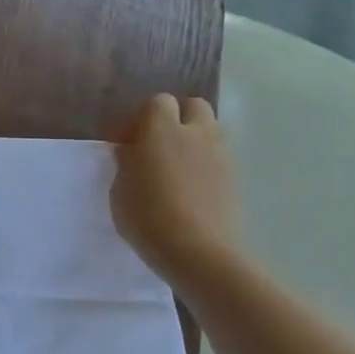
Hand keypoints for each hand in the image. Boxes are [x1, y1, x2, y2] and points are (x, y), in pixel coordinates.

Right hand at [110, 94, 240, 287]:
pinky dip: (204, 162)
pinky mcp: (234, 178)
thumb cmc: (147, 217)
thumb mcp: (120, 188)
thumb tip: (132, 150)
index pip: (158, 102)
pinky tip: (189, 187)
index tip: (129, 142)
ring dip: (193, 138)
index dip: (143, 118)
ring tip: (174, 166)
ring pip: (210, 130)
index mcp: (162, 130)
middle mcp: (196, 134)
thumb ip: (127, 161)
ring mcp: (220, 155)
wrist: (197, 252)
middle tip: (157, 144)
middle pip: (193, 106)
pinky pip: (218, 157)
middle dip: (177, 117)